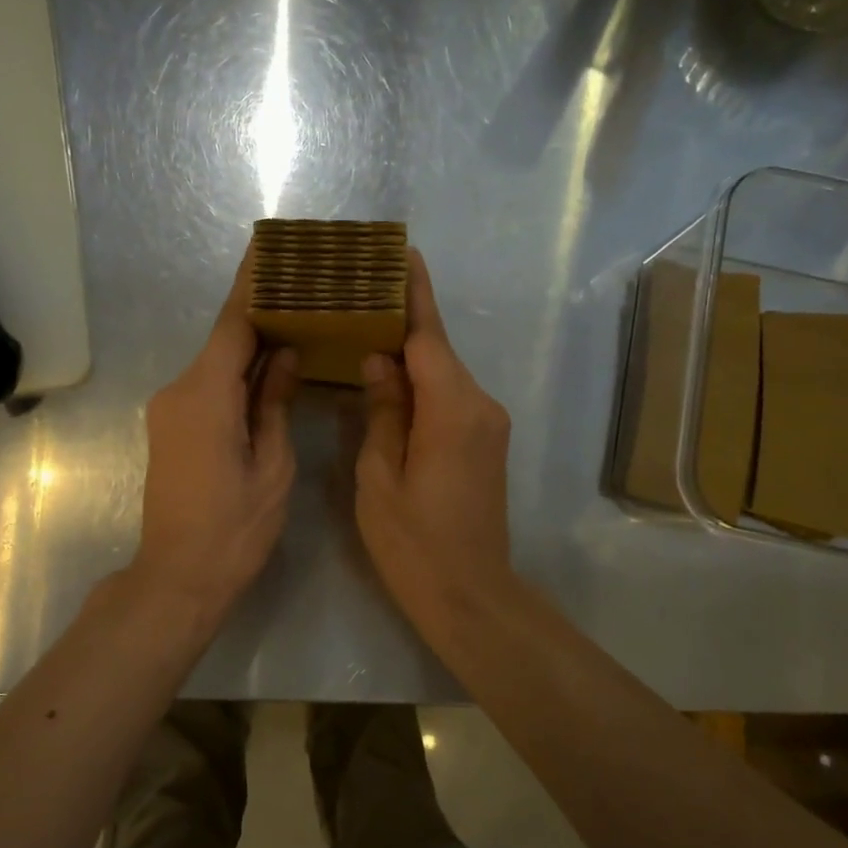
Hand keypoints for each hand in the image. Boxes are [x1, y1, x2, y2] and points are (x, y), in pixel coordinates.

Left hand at [134, 248, 299, 624]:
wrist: (178, 577)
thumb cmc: (234, 528)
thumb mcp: (272, 465)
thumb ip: (274, 402)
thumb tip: (284, 353)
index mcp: (205, 395)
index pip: (232, 323)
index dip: (253, 283)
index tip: (270, 247)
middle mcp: (179, 391)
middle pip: (224, 339)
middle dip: (261, 313)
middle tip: (304, 288)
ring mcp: (170, 410)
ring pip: (217, 365)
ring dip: (251, 347)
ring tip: (297, 324)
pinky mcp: (171, 428)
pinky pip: (208, 387)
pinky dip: (238, 375)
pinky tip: (269, 371)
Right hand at [355, 250, 517, 635]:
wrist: (470, 595)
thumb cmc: (414, 544)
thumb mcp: (380, 478)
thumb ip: (382, 412)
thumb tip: (378, 361)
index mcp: (452, 409)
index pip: (428, 336)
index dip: (413, 293)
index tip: (400, 253)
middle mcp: (480, 406)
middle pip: (437, 351)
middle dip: (402, 320)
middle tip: (359, 294)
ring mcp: (488, 425)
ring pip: (443, 375)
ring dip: (409, 355)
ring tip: (364, 332)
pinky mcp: (486, 443)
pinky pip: (450, 398)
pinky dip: (422, 384)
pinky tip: (389, 381)